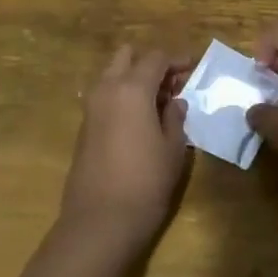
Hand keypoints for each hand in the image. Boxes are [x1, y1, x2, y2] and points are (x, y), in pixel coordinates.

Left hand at [59, 46, 191, 255]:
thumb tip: (175, 103)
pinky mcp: (84, 126)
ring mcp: (91, 107)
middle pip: (127, 56)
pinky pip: (105, 96)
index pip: (156, 58)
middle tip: (172, 83)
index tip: (193, 68)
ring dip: (133, 78)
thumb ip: (175, 118)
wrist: (99, 221)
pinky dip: (122, 95)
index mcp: (132, 88)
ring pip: (112, 74)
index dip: (176, 60)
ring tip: (159, 102)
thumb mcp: (173, 149)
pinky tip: (140, 119)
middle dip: (149, 63)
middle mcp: (107, 89)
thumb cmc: (146, 182)